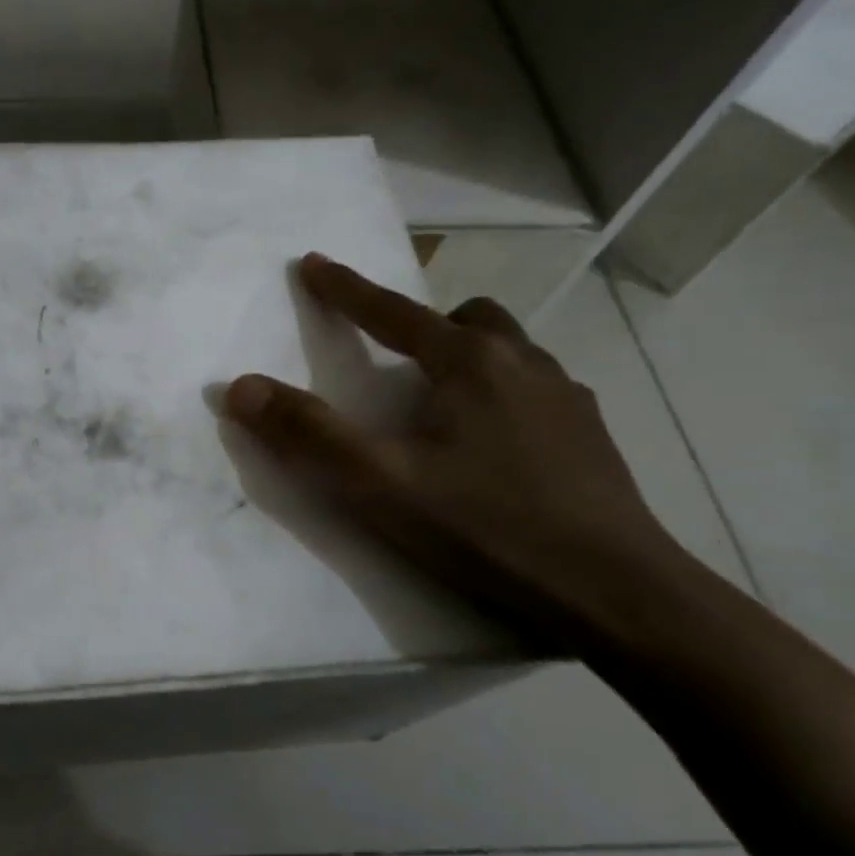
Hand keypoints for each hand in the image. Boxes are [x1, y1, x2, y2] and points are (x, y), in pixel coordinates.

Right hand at [221, 254, 682, 647]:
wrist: (613, 592)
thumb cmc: (484, 527)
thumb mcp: (379, 483)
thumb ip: (307, 432)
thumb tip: (240, 387)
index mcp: (468, 362)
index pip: (391, 311)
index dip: (344, 288)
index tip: (313, 263)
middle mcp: (522, 362)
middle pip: (465, 318)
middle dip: (424, 325)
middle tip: (396, 362)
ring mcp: (566, 397)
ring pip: (509, 351)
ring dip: (468, 358)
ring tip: (442, 406)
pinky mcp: (591, 435)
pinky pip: (535, 388)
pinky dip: (502, 394)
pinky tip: (493, 446)